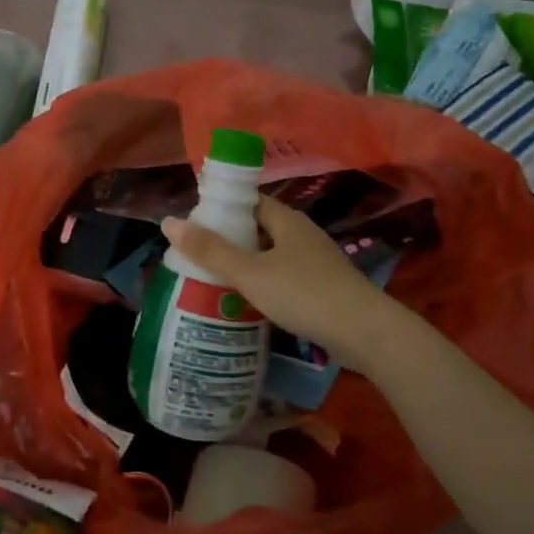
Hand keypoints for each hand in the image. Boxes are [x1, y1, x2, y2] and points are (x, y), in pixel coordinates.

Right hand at [161, 197, 393, 372]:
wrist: (364, 332)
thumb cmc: (304, 294)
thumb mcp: (251, 273)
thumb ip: (211, 250)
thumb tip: (168, 222)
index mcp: (286, 219)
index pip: (248, 201)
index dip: (220, 209)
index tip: (193, 227)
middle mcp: (301, 233)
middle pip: (258, 228)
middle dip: (228, 240)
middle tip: (195, 257)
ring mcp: (315, 260)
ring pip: (271, 255)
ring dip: (245, 264)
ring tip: (213, 280)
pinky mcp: (322, 286)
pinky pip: (284, 276)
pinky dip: (263, 283)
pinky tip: (248, 301)